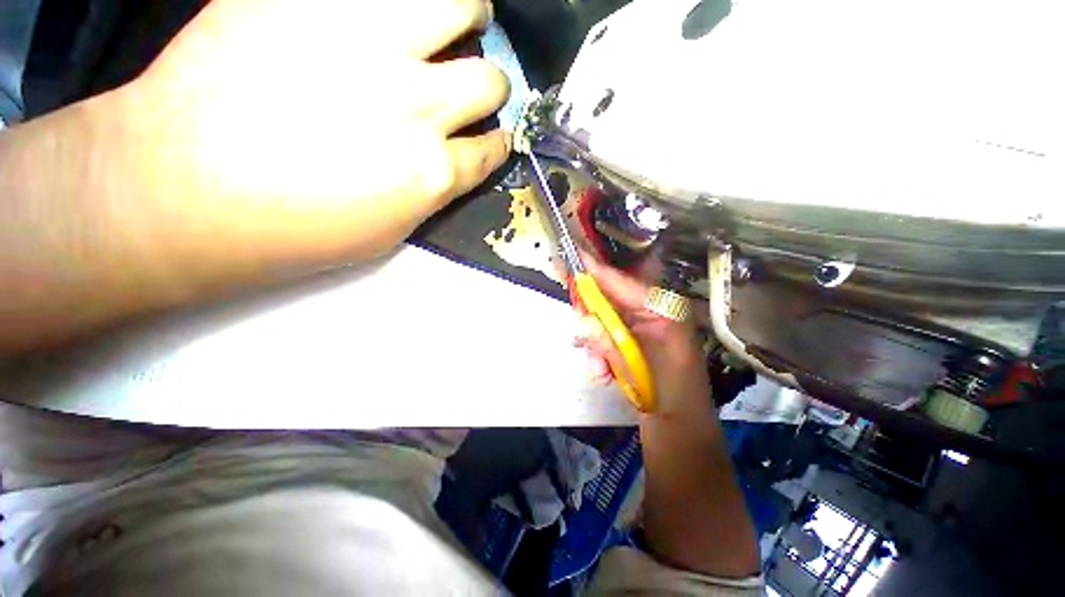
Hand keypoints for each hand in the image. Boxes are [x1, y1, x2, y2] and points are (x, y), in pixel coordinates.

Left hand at [115, 0, 509, 267]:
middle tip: (474, 81)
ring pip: (459, 6)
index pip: (490, 151)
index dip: (497, 144)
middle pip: (489, 81)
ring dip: (469, 16)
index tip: (493, 138)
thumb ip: (430, 193)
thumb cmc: (292, 230)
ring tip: (460, 18)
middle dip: (492, 86)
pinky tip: (394, 14)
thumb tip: (450, 165)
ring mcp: (366, 42)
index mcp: (431, 171)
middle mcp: (417, 105)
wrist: (181, 187)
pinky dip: (404, 2)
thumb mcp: (387, 232)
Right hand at [574, 254, 711, 414]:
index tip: (577, 256)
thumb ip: (608, 343)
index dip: (600, 271)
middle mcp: (651, 312)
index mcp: (663, 311)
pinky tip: (601, 371)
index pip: (625, 284)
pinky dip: (598, 350)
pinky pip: (605, 333)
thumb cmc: (666, 394)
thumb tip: (581, 323)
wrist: (677, 425)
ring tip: (597, 367)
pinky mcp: (631, 338)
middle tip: (580, 332)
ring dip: (594, 341)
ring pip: (604, 318)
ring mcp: (640, 326)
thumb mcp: (638, 366)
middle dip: (591, 316)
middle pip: (611, 298)